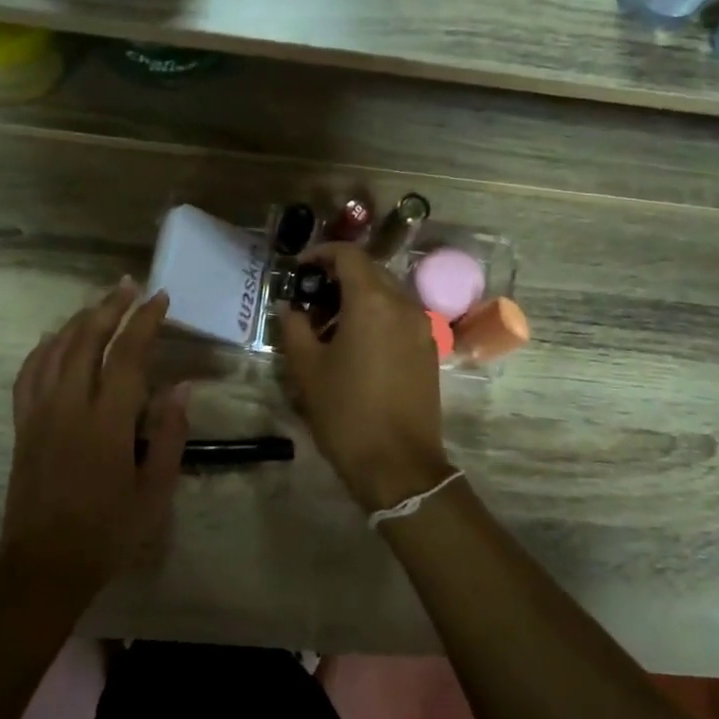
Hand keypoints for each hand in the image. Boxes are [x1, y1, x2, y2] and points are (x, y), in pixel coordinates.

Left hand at [0, 279, 189, 607]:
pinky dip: (42, 348)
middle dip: (110, 308)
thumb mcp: (154, 492)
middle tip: (130, 286)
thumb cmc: (108, 532)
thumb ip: (169, 436)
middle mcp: (68, 407)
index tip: (160, 299)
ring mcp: (38, 413)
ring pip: (55, 349)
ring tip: (101, 303)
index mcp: (106, 423)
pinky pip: (28, 373)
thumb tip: (180, 387)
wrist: (44, 565)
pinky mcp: (21, 425)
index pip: (126, 355)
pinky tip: (53, 338)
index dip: (145, 322)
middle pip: (86, 339)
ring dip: (79, 320)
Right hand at [275, 243, 454, 512]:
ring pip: (387, 295)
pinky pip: (400, 317)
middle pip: (370, 272)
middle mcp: (403, 305)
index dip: (321, 254)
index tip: (299, 269)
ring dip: (358, 298)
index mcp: (372, 302)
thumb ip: (294, 327)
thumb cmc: (345, 412)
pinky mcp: (429, 350)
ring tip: (328, 326)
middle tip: (309, 299)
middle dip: (338, 277)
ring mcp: (422, 328)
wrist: (397, 463)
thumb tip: (289, 307)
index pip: (348, 255)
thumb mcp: (307, 369)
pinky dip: (376, 317)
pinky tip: (355, 345)